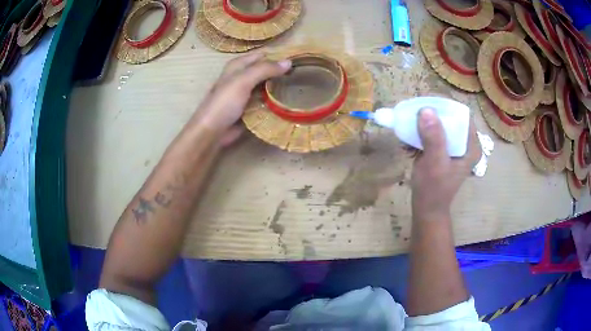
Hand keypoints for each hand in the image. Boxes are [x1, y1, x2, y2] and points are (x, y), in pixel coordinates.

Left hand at [193, 52, 291, 146]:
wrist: (212, 132)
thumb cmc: (224, 103)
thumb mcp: (243, 81)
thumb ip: (265, 69)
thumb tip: (289, 62)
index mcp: (238, 65)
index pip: (263, 55)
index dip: (278, 55)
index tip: (299, 60)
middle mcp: (242, 76)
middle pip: (266, 70)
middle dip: (281, 72)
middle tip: (303, 74)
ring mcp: (246, 93)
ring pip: (267, 86)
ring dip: (280, 86)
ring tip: (300, 86)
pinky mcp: (250, 108)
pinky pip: (266, 100)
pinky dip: (275, 100)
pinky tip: (289, 101)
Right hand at [411, 108, 480, 221]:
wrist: (426, 209)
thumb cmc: (433, 190)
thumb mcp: (434, 163)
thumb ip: (433, 138)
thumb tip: (426, 109)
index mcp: (471, 145)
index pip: (462, 115)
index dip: (445, 107)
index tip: (426, 105)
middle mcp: (466, 143)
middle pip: (450, 118)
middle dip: (430, 116)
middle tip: (413, 115)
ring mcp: (455, 147)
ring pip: (440, 125)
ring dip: (423, 125)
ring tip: (408, 129)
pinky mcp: (444, 151)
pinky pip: (433, 134)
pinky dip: (420, 135)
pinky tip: (408, 142)